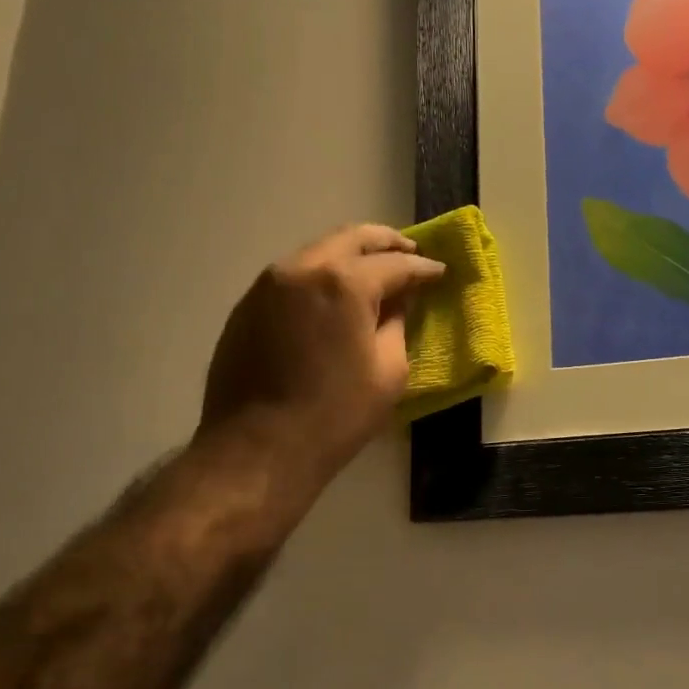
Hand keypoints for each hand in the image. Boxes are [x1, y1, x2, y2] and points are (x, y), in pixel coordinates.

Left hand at [199, 224, 444, 478]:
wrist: (257, 449)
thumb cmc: (335, 415)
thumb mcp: (388, 371)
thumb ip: (397, 324)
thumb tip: (398, 301)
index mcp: (344, 283)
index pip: (395, 264)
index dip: (423, 268)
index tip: (440, 272)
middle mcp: (303, 268)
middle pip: (352, 239)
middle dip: (386, 243)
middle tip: (411, 252)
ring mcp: (269, 283)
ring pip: (319, 251)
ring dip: (351, 255)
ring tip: (375, 272)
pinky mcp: (248, 304)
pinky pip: (295, 274)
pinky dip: (322, 275)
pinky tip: (335, 296)